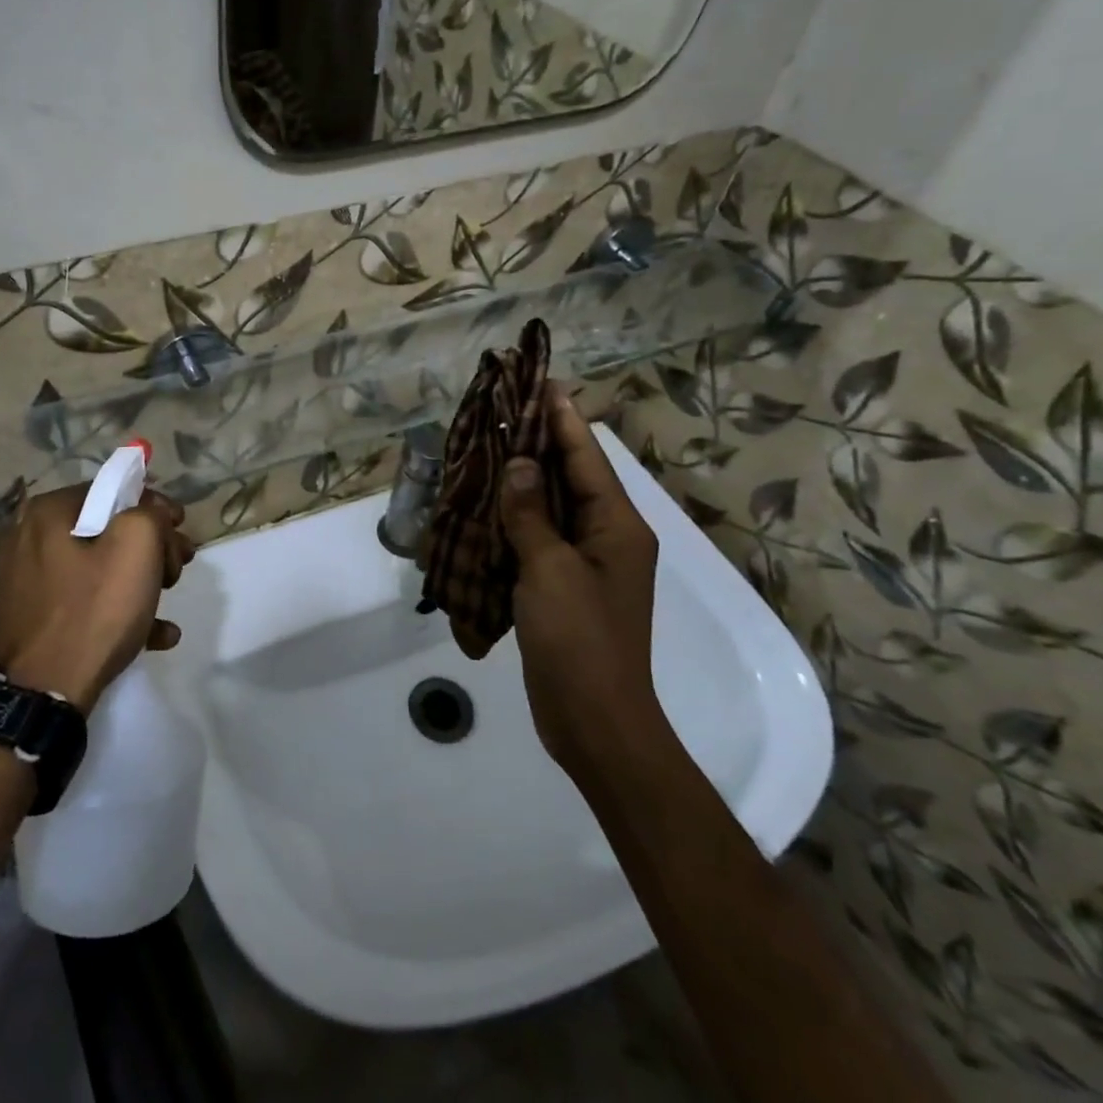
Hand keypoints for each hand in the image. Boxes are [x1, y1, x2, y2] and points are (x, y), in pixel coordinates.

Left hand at [0, 485, 195, 714]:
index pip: (114, 490)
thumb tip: (153, 513)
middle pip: (107, 528)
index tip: (181, 532)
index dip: (155, 507)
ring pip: (98, 565)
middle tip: (179, 568)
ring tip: (169, 600)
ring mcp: (27, 579)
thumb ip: (151, 513)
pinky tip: (156, 633)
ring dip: (140, 578)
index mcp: (48, 512)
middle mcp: (29, 537)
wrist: (43, 695)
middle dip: (152, 547)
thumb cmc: (93, 610)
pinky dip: (118, 608)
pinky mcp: (33, 615)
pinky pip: (84, 599)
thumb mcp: (137, 546)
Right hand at [498, 383, 662, 773]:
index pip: (587, 457)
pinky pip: (537, 539)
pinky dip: (513, 519)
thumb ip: (532, 513)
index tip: (541, 381)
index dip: (563, 417)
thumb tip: (520, 463)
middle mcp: (607, 537)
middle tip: (503, 408)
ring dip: (522, 480)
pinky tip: (485, 504)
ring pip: (550, 507)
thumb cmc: (580, 640)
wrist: (594, 721)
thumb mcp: (552, 570)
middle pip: (571, 476)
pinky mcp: (562, 586)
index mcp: (617, 526)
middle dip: (539, 442)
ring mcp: (584, 563)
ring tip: (488, 446)